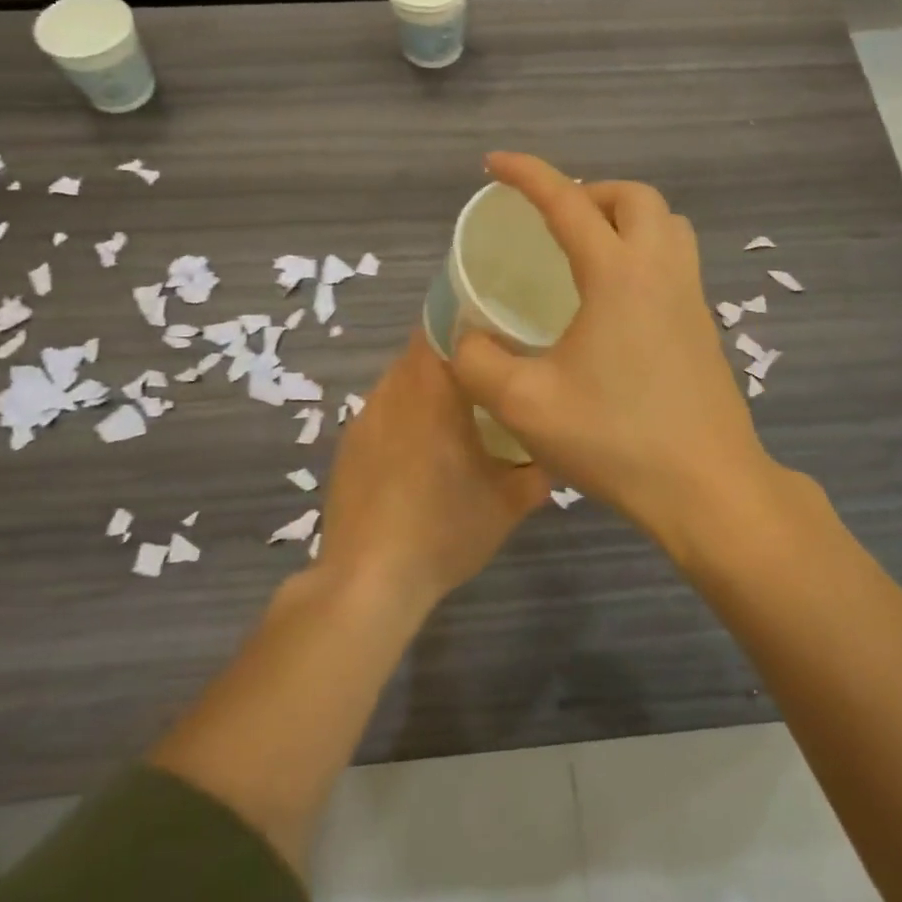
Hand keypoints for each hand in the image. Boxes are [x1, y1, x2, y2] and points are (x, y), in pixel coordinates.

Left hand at [318, 332, 550, 612]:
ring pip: (400, 381)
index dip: (469, 322)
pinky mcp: (349, 446)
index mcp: (433, 389)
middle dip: (453, 358)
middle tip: (489, 377)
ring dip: (427, 388)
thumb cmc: (444, 528)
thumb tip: (553, 455)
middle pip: (421, 351)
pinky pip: (382, 412)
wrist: (369, 578)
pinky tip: (421, 454)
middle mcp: (393, 391)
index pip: (442, 325)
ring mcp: (365, 418)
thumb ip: (537, 471)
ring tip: (458, 415)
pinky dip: (404, 417)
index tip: (498, 334)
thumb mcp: (508, 503)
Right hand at [450, 153, 773, 540]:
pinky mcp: (704, 327)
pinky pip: (677, 261)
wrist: (707, 487)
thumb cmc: (616, 440)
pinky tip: (615, 303)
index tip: (494, 164)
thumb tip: (467, 337)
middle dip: (589, 192)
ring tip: (587, 252)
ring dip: (625, 219)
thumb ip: (479, 363)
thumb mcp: (525, 405)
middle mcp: (662, 270)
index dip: (527, 174)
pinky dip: (644, 252)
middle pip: (635, 197)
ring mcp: (691, 298)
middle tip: (553, 222)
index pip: (567, 202)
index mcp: (618, 274)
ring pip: (666, 225)